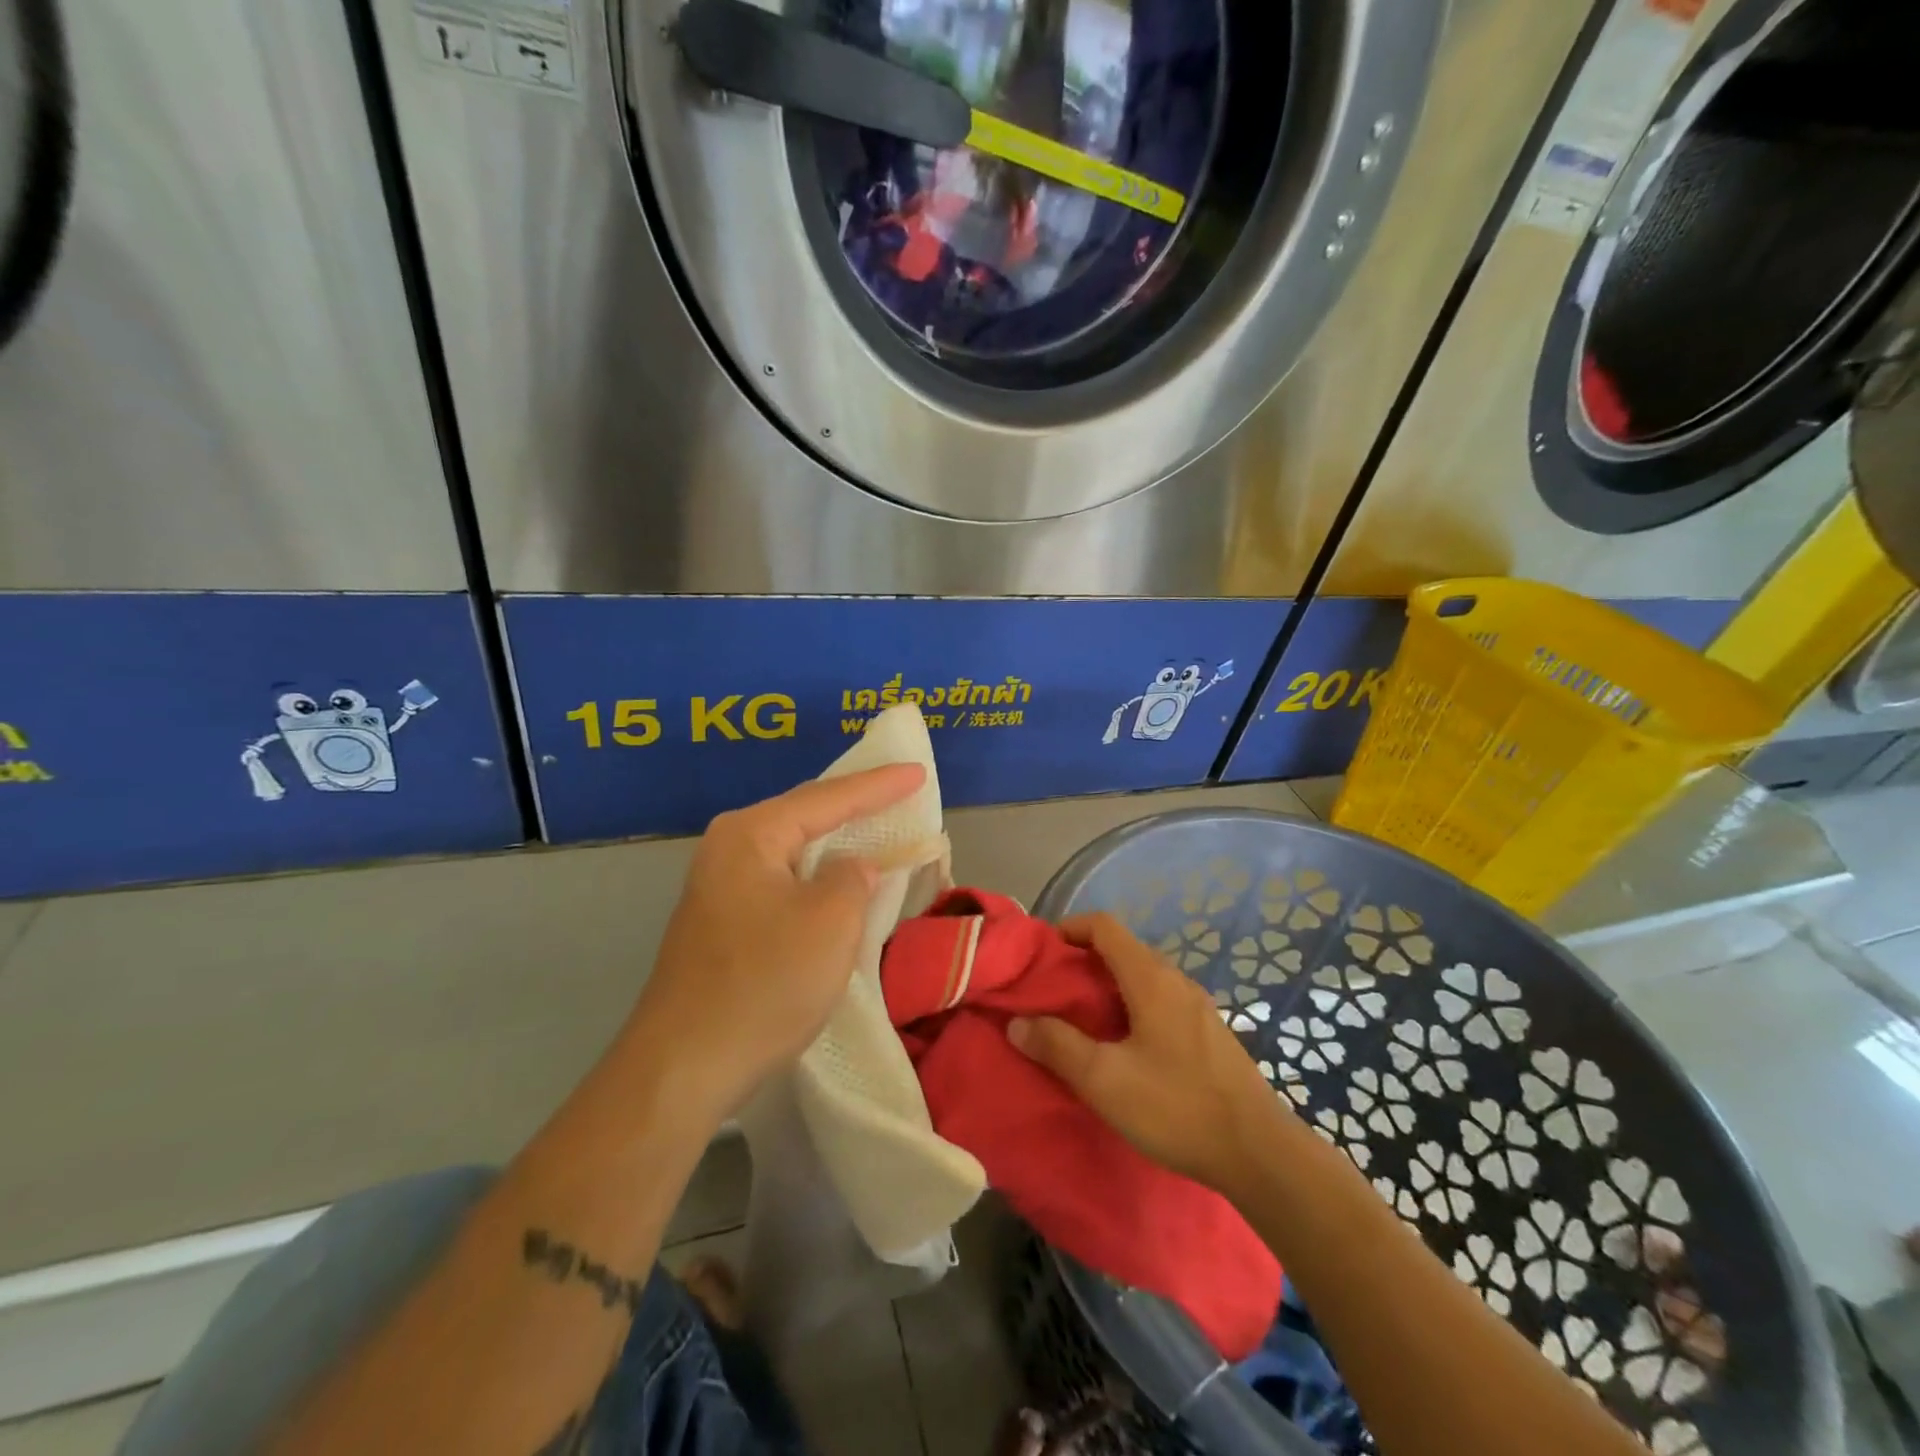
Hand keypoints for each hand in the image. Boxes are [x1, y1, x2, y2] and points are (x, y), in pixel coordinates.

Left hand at [627, 764, 925, 1117]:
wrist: (684, 1067)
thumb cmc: (765, 983)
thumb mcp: (831, 922)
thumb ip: (852, 877)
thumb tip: (851, 868)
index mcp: (750, 834)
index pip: (827, 798)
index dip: (879, 786)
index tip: (918, 772)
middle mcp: (728, 848)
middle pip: (804, 816)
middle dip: (854, 807)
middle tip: (900, 793)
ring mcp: (719, 887)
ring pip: (793, 852)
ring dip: (835, 845)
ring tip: (877, 829)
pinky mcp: (722, 922)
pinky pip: (782, 882)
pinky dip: (816, 878)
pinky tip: (837, 882)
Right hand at [1008, 912, 1283, 1191]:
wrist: (1259, 1153)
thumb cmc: (1177, 1108)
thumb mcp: (1105, 1080)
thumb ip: (1057, 1046)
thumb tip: (1017, 1022)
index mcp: (1151, 979)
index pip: (1105, 926)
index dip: (1070, 928)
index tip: (1042, 952)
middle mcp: (1176, 981)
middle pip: (1123, 949)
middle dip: (1083, 960)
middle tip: (1053, 992)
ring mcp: (1197, 1007)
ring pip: (1143, 976)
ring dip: (1107, 986)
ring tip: (1081, 1020)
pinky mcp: (1208, 1033)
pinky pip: (1160, 1000)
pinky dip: (1131, 1005)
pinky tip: (1123, 1047)